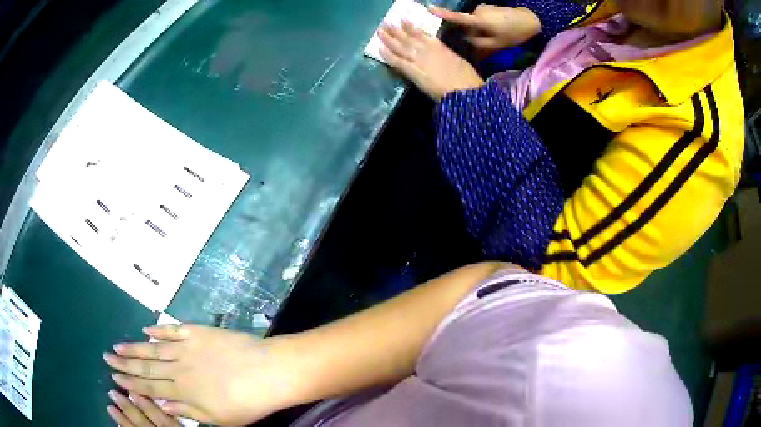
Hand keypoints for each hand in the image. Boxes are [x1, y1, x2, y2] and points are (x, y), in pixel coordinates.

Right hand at [104, 325, 298, 425]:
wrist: (268, 372)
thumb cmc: (246, 403)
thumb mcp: (218, 418)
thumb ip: (188, 412)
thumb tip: (162, 405)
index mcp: (183, 391)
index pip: (150, 387)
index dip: (131, 383)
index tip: (115, 377)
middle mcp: (179, 368)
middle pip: (146, 366)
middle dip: (125, 363)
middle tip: (107, 357)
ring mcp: (188, 347)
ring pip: (154, 347)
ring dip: (134, 346)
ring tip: (117, 345)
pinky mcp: (198, 332)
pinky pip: (173, 330)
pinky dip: (159, 329)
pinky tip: (146, 329)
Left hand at [378, 21, 483, 99]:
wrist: (464, 92)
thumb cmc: (468, 79)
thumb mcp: (459, 61)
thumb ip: (447, 56)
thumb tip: (443, 55)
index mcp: (440, 47)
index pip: (422, 34)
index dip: (411, 27)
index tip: (403, 21)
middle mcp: (427, 50)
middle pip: (408, 38)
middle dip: (396, 30)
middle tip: (386, 23)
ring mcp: (419, 60)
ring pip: (400, 47)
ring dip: (389, 38)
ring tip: (380, 31)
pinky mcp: (413, 72)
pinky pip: (397, 61)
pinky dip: (388, 55)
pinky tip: (379, 49)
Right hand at [429, 5, 540, 55]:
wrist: (529, 20)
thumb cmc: (513, 33)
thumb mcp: (497, 44)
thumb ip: (479, 43)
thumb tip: (467, 40)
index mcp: (479, 20)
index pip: (458, 18)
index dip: (443, 14)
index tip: (428, 9)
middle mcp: (478, 11)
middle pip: (467, 24)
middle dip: (474, 31)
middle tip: (490, 39)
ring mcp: (482, 8)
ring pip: (474, 21)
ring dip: (482, 28)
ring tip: (498, 33)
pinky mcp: (487, 7)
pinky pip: (481, 17)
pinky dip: (486, 23)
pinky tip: (499, 27)